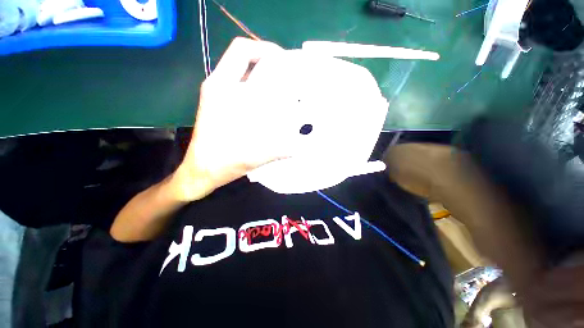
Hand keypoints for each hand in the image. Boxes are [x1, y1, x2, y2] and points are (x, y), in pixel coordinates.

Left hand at [169, 37, 290, 200]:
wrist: (201, 170)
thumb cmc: (222, 161)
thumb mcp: (254, 155)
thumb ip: (280, 150)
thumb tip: (303, 148)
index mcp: (222, 89)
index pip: (242, 51)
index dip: (266, 49)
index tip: (286, 61)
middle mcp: (218, 86)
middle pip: (243, 58)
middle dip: (268, 60)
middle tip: (288, 74)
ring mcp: (217, 94)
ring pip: (241, 71)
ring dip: (262, 73)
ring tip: (282, 85)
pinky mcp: (218, 104)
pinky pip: (239, 85)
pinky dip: (255, 85)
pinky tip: (268, 101)